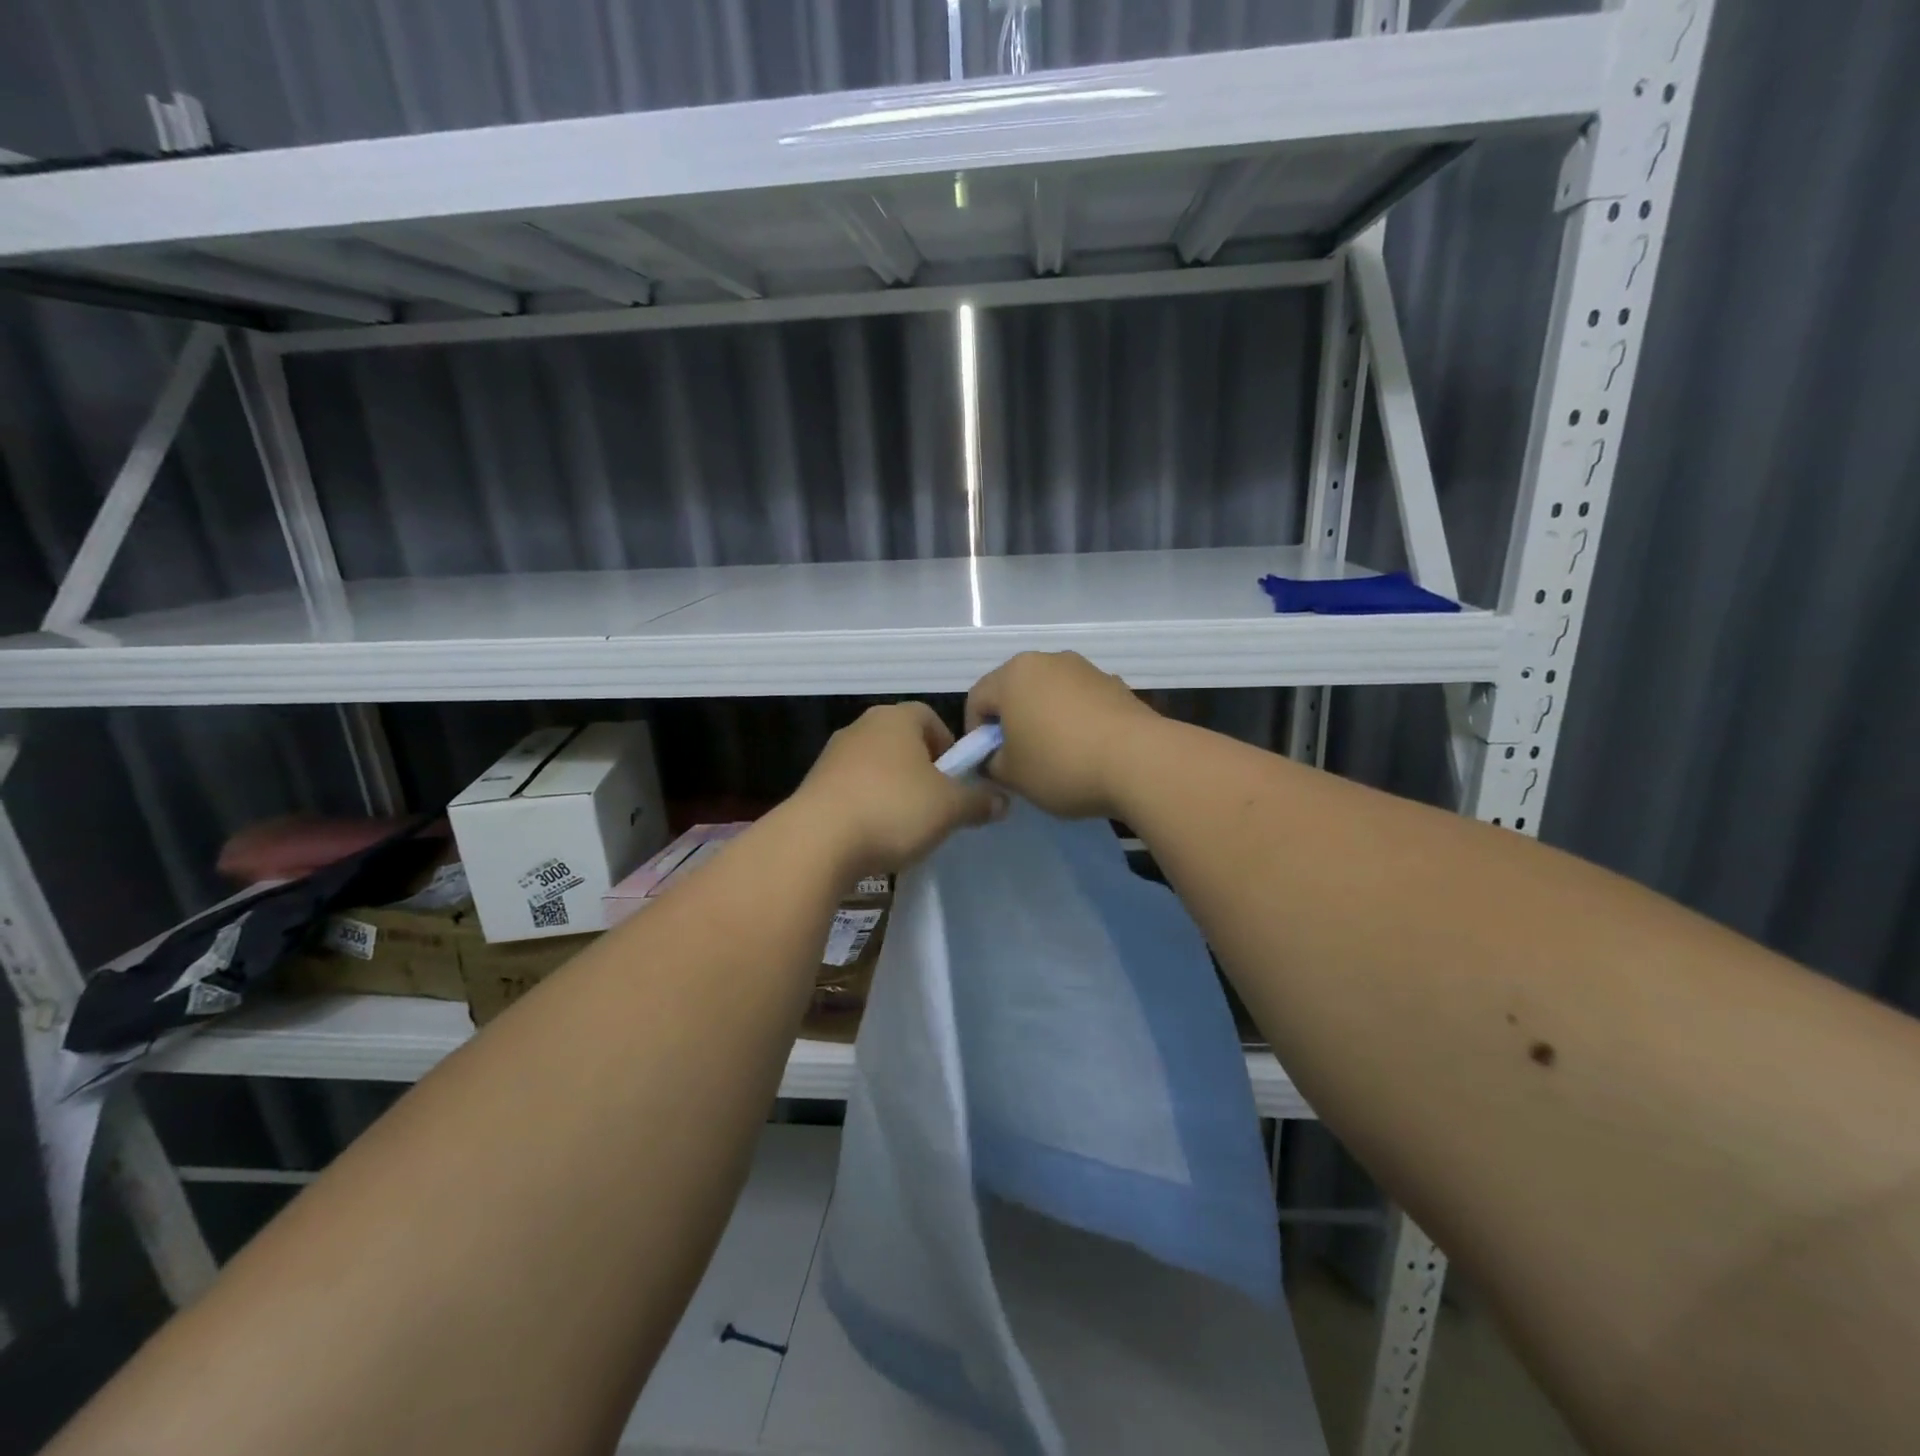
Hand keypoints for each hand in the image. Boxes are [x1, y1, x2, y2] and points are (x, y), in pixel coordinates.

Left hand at [792, 703, 1005, 875]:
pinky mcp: (813, 785)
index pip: (930, 718)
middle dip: (921, 771)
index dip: (949, 747)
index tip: (955, 780)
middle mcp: (862, 727)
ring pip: (876, 766)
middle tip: (935, 804)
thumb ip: (979, 801)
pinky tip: (872, 835)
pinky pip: (852, 789)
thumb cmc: (893, 809)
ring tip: (903, 825)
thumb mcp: (950, 808)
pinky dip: (866, 805)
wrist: (817, 841)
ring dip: (892, 789)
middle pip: (902, 742)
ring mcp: (833, 755)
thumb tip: (1003, 801)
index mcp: (896, 718)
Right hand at [965, 651, 1160, 819]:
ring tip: (1056, 756)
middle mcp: (1047, 660)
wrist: (1141, 761)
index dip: (975, 734)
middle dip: (1010, 723)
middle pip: (1014, 691)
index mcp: (1013, 675)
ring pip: (1049, 694)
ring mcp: (1085, 669)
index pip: (977, 699)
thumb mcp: (1012, 775)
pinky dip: (1075, 721)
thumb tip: (996, 759)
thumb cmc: (1062, 764)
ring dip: (1044, 720)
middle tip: (1018, 760)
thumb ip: (992, 764)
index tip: (988, 764)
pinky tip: (1087, 751)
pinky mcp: (1115, 684)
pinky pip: (1080, 702)